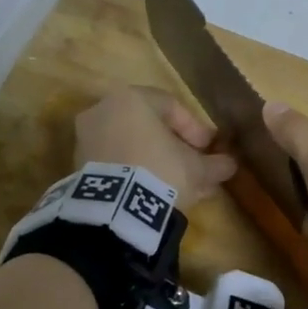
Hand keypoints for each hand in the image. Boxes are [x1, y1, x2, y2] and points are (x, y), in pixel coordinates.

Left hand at [74, 87, 236, 208]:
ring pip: (131, 145)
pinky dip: (134, 172)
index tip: (209, 149)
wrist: (114, 209)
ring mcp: (86, 138)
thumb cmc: (160, 171)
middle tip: (194, 168)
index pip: (170, 106)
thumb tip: (229, 164)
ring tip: (178, 186)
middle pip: (148, 126)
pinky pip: (115, 162)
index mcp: (132, 99)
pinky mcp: (78, 166)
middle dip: (174, 148)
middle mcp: (104, 110)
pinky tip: (153, 193)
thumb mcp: (196, 169)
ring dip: (155, 162)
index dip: (195, 128)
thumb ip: (214, 163)